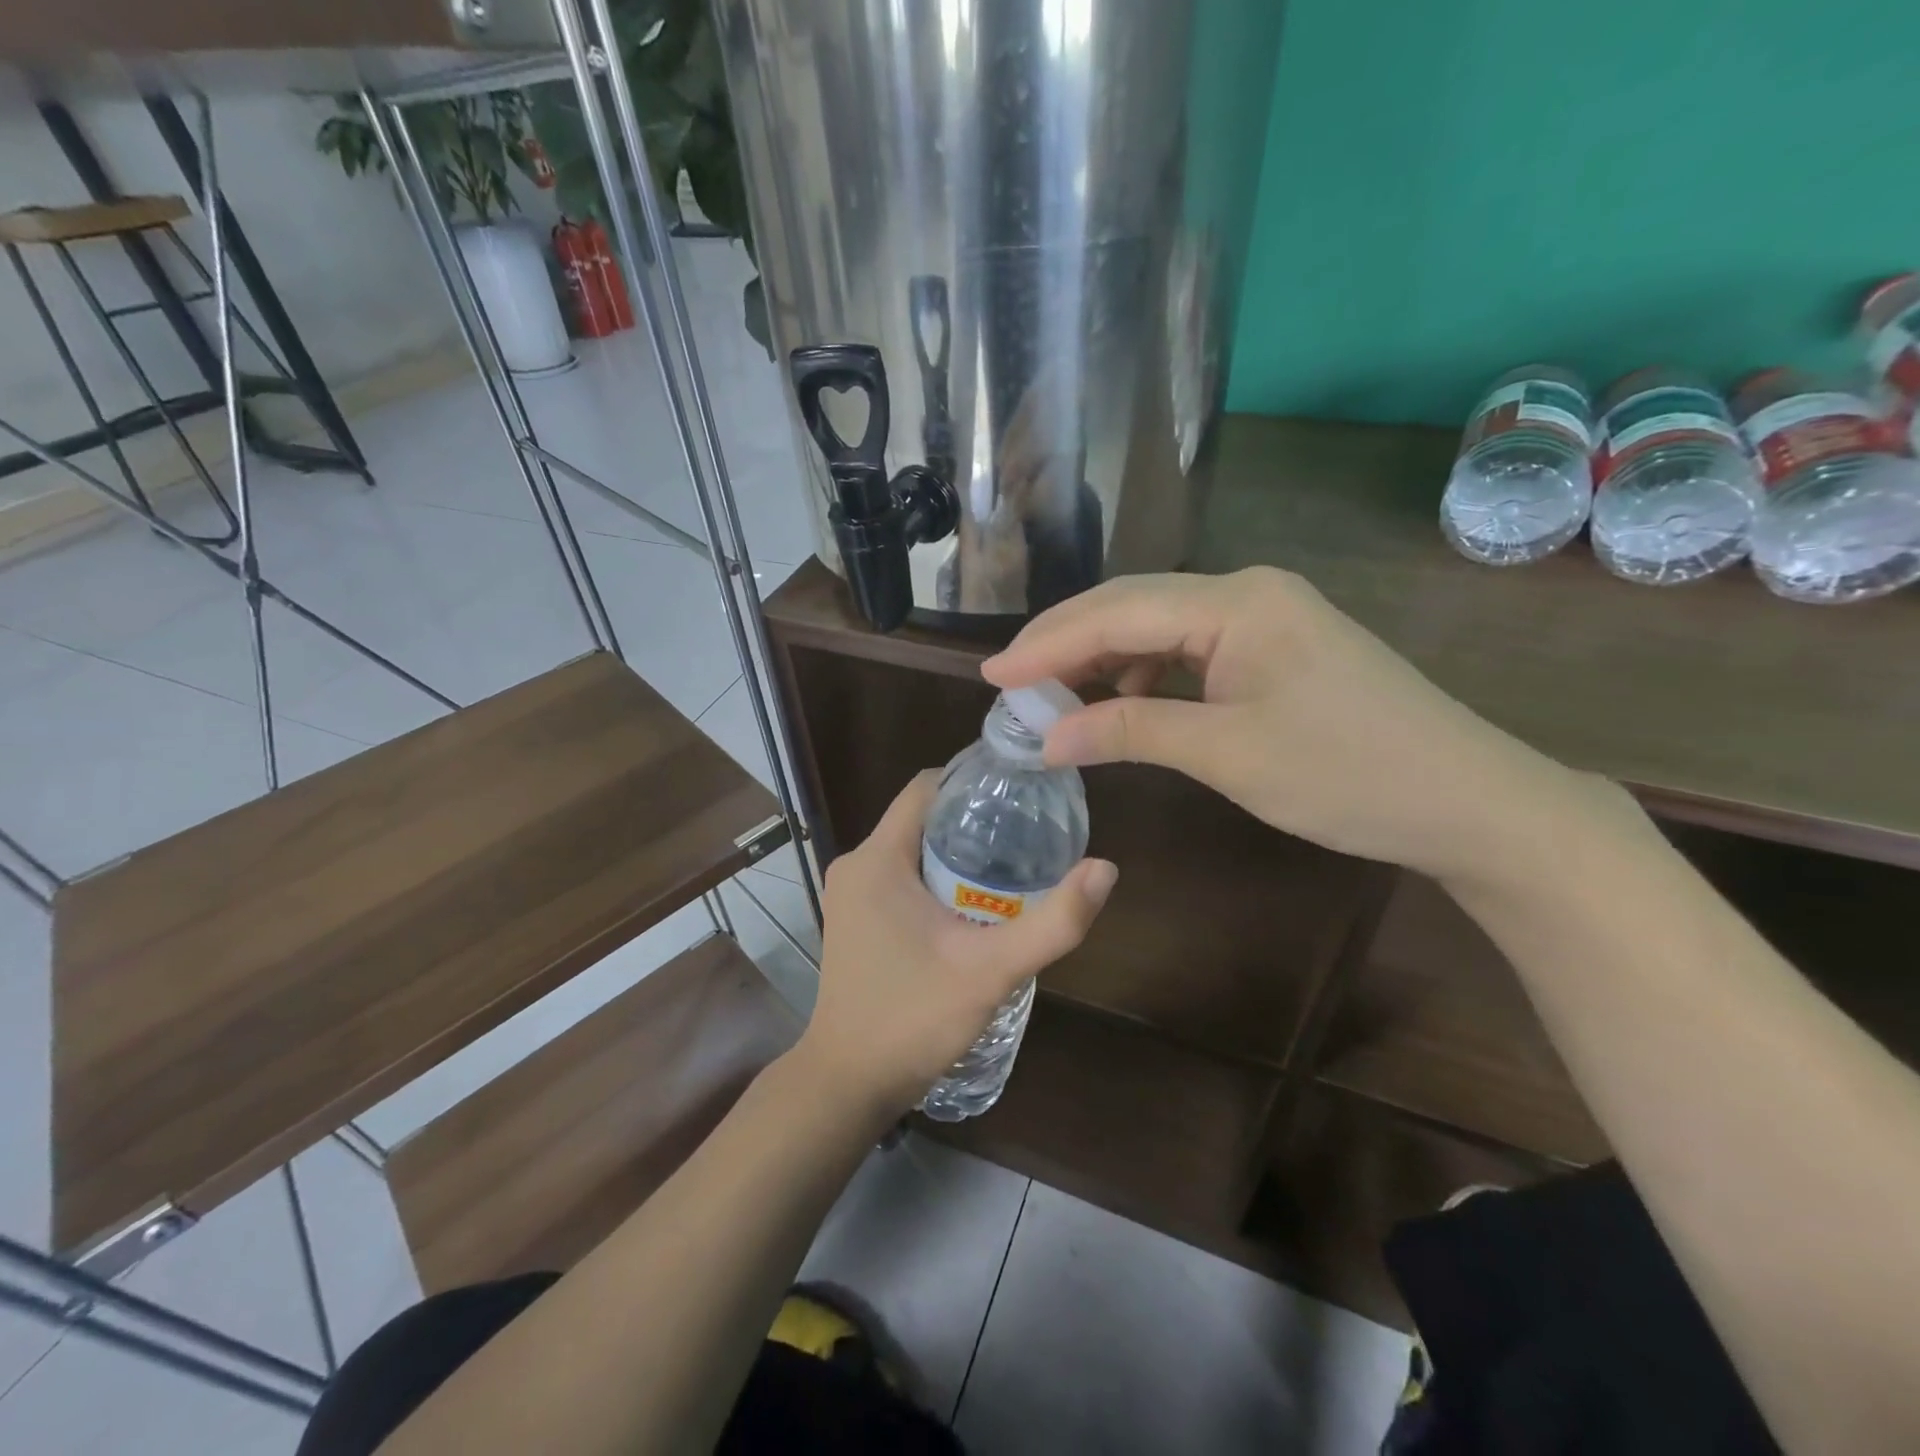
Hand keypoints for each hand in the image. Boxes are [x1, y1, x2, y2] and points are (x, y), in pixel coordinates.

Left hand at [798, 771, 1117, 1121]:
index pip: (926, 787)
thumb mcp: (990, 971)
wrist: (848, 1084)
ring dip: (958, 852)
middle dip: (974, 820)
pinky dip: (938, 878)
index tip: (1021, 790)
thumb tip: (1105, 868)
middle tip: (1029, 833)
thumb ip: (1053, 923)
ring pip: (913, 849)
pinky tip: (976, 904)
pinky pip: (901, 877)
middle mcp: (857, 864)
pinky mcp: (855, 919)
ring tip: (1014, 866)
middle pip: (923, 818)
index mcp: (877, 858)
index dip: (974, 780)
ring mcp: (851, 894)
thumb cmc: (912, 1020)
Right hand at [982, 567, 1582, 883]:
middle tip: (1009, 683)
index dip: (1048, 644)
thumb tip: (1046, 737)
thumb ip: (1130, 730)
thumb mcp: (1227, 754)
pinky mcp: (1274, 648)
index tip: (991, 675)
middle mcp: (1246, 592)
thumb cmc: (1348, 775)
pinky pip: (1188, 649)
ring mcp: (1264, 618)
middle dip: (1066, 644)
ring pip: (1157, 627)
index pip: (1117, 612)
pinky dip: (1145, 675)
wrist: (1469, 802)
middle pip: (1132, 607)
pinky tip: (1125, 702)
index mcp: (1237, 602)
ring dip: (1103, 660)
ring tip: (1057, 699)